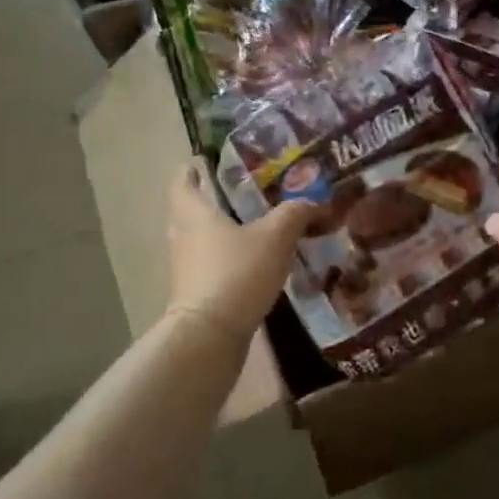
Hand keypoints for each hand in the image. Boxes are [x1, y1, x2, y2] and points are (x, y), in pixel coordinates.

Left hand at [166, 159, 318, 344]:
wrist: (211, 335)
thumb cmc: (237, 272)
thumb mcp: (275, 236)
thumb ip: (295, 214)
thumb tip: (315, 202)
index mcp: (195, 214)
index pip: (183, 184)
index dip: (190, 172)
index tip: (200, 162)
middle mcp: (185, 238)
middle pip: (190, 212)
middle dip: (210, 201)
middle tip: (238, 192)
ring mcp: (188, 269)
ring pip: (202, 240)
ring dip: (221, 232)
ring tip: (252, 226)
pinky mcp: (198, 294)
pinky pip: (212, 266)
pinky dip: (228, 259)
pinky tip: (253, 262)